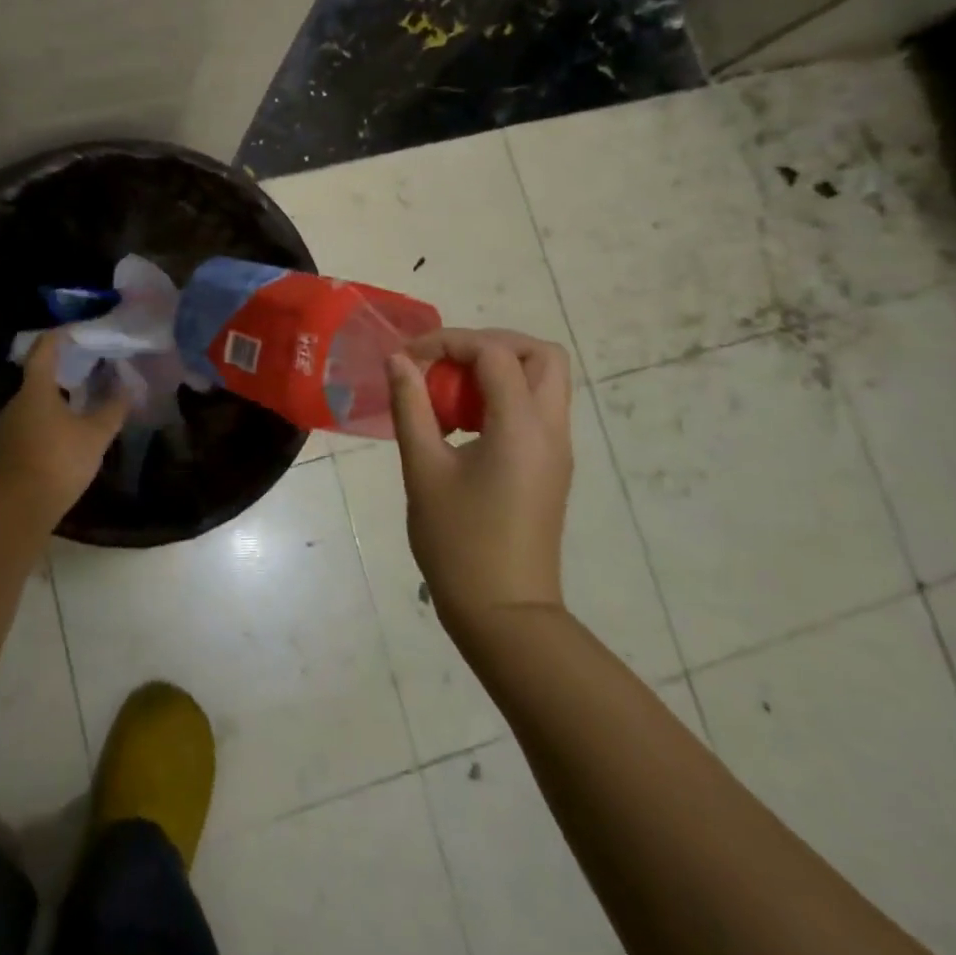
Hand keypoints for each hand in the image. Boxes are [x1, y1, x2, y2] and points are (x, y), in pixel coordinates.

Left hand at [0, 331, 130, 521]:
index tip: (73, 330)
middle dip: (61, 372)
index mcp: (36, 390)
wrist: (15, 508)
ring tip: (79, 404)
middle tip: (86, 370)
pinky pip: (28, 426)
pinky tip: (63, 436)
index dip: (58, 337)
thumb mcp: (95, 436)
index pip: (43, 350)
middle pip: (37, 379)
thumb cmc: (57, 461)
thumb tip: (129, 388)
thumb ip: (113, 410)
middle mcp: (15, 403)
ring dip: (54, 401)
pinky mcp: (4, 452)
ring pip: (32, 405)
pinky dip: (46, 423)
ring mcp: (6, 428)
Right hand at [385, 328, 573, 625]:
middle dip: (490, 344)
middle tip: (446, 363)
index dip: (449, 342)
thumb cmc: (459, 542)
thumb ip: (411, 407)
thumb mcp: (423, 470)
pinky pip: (536, 408)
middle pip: (540, 354)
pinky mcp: (551, 466)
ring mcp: (557, 449)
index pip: (495, 353)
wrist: (504, 613)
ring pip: (544, 379)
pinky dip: (503, 396)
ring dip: (499, 369)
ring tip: (450, 392)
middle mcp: (551, 429)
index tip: (409, 359)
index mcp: (521, 427)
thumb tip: (398, 360)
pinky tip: (463, 423)